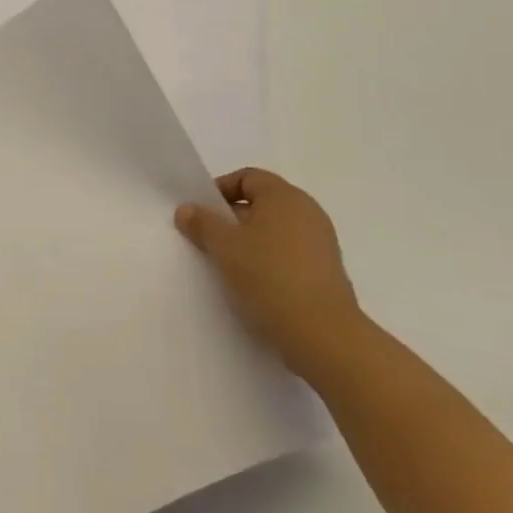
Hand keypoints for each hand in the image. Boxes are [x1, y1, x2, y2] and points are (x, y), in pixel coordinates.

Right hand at [175, 168, 363, 375]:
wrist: (323, 334)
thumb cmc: (269, 277)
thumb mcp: (224, 247)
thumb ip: (202, 223)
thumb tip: (187, 209)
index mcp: (285, 196)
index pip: (247, 177)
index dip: (220, 190)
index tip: (201, 215)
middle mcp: (308, 212)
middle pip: (261, 203)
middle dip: (232, 218)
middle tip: (209, 240)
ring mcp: (321, 242)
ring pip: (274, 230)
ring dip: (249, 242)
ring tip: (228, 266)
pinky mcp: (325, 271)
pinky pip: (288, 253)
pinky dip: (268, 261)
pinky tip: (253, 285)